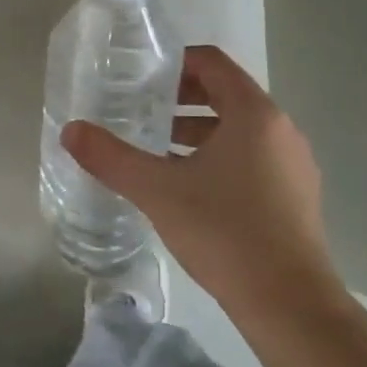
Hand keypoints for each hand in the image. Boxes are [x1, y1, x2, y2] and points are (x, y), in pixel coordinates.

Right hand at [61, 45, 341, 313]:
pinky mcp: (295, 196)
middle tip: (140, 111)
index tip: (141, 76)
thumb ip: (111, 158)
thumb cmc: (224, 231)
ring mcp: (293, 165)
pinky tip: (188, 188)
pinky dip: (219, 158)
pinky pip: (252, 158)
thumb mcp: (157, 190)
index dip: (176, 62)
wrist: (289, 304)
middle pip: (226, 94)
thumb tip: (70, 131)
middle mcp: (281, 130)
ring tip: (157, 151)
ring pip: (239, 130)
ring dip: (198, 131)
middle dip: (181, 99)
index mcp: (254, 115)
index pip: (213, 63)